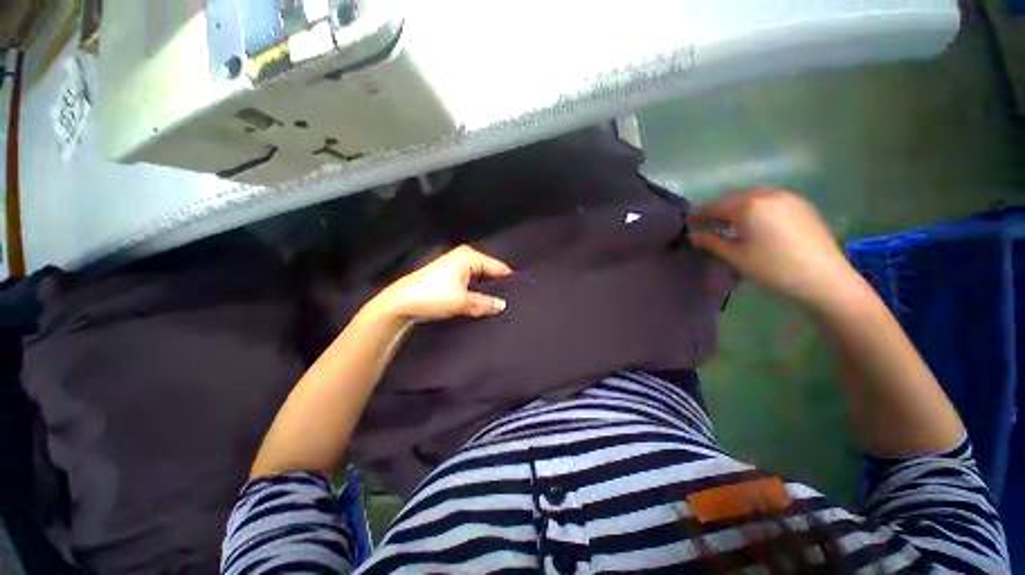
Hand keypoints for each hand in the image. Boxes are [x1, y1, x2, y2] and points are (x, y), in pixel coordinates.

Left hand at [368, 245, 512, 323]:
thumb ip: (485, 303)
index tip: (520, 292)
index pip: (497, 266)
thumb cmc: (432, 296)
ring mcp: (455, 266)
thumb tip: (502, 305)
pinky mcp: (449, 277)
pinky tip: (481, 301)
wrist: (400, 303)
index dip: (507, 280)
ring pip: (479, 278)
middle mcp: (463, 257)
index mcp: (469, 256)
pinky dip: (476, 290)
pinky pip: (471, 282)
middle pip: (488, 271)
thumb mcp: (462, 301)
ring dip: (486, 289)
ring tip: (498, 302)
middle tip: (511, 299)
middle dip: (497, 284)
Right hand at [688, 187, 862, 308]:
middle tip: (708, 223)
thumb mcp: (735, 256)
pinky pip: (771, 199)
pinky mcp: (802, 205)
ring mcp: (788, 197)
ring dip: (738, 205)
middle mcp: (768, 195)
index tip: (689, 223)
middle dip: (719, 208)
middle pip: (734, 197)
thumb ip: (711, 242)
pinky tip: (757, 221)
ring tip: (731, 221)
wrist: (823, 278)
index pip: (715, 206)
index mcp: (749, 206)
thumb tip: (692, 235)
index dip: (700, 214)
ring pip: (754, 196)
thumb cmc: (772, 268)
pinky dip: (757, 206)